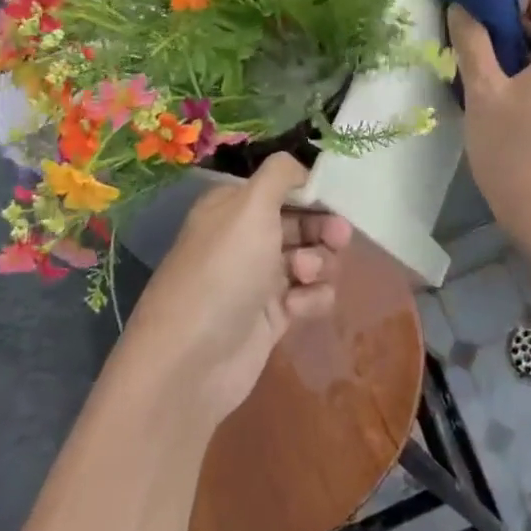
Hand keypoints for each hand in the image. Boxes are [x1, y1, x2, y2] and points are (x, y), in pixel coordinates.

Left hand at [120, 154, 351, 429]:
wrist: (192, 361)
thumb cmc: (224, 270)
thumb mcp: (250, 205)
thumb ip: (280, 174)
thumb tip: (302, 168)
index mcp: (233, 206)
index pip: (281, 186)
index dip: (311, 191)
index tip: (336, 197)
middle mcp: (245, 238)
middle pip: (300, 221)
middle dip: (322, 228)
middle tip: (339, 238)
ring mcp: (258, 279)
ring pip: (309, 258)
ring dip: (319, 264)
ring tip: (306, 277)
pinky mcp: (273, 317)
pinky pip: (308, 296)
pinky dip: (312, 298)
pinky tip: (300, 308)